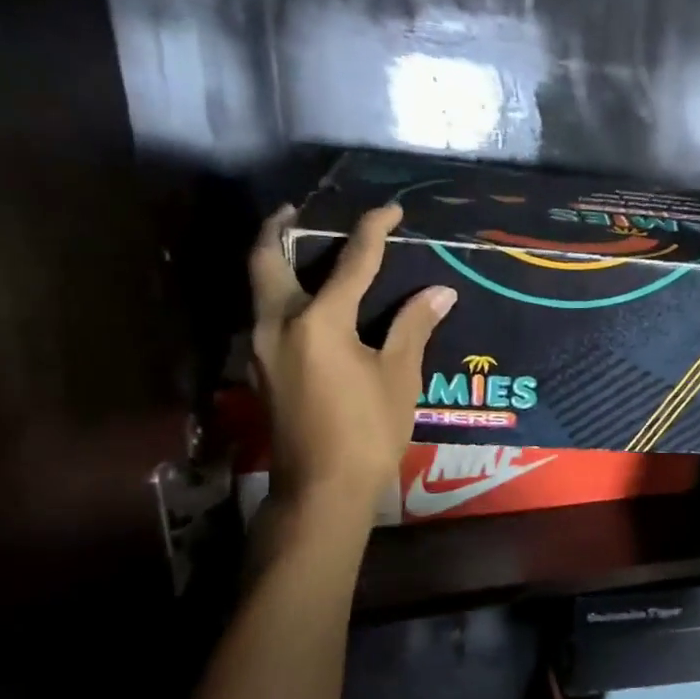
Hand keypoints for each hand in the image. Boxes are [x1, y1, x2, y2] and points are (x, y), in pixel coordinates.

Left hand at [249, 203, 456, 524]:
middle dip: (279, 228)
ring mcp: (260, 348)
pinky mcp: (260, 370)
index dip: (373, 230)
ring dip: (274, 261)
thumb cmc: (368, 431)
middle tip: (297, 209)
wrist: (322, 489)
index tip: (390, 209)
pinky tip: (304, 304)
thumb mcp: (398, 377)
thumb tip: (440, 293)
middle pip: (266, 259)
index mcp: (318, 321)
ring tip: (298, 247)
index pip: (350, 262)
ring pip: (259, 288)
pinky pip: (265, 315)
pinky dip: (280, 295)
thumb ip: (413, 327)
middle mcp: (278, 324)